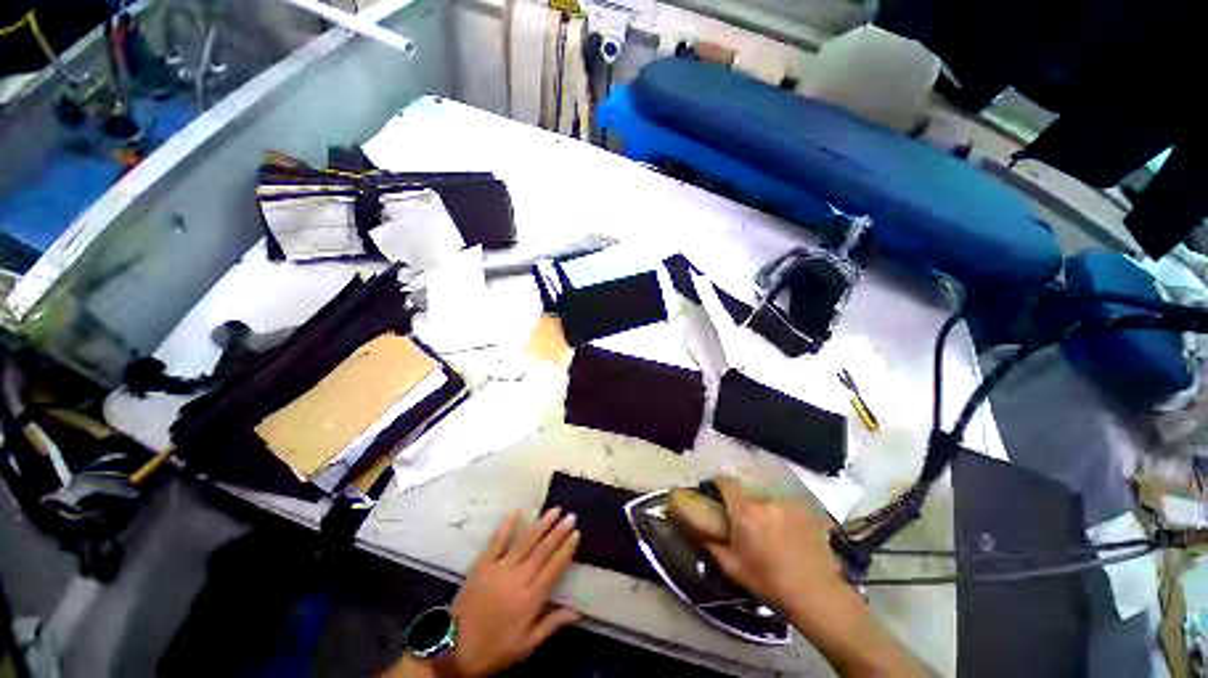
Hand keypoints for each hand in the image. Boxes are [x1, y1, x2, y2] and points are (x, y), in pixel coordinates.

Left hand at [446, 508, 580, 676]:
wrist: (452, 649)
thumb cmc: (493, 650)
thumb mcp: (525, 646)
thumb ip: (551, 625)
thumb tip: (577, 612)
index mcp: (530, 599)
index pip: (554, 568)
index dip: (566, 549)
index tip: (576, 534)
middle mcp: (518, 579)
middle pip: (543, 550)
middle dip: (558, 532)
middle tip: (571, 516)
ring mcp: (499, 569)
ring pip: (525, 541)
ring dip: (541, 524)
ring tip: (554, 510)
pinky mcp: (482, 564)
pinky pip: (496, 540)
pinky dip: (507, 524)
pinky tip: (518, 512)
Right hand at [702, 477, 844, 613]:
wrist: (815, 594)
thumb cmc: (768, 582)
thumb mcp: (733, 568)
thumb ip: (713, 546)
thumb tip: (701, 531)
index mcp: (744, 512)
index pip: (726, 482)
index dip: (719, 483)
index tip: (717, 491)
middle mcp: (765, 502)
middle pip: (748, 494)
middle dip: (744, 506)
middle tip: (747, 525)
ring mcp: (787, 505)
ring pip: (768, 502)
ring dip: (765, 512)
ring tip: (772, 534)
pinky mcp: (805, 512)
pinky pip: (786, 508)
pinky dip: (784, 518)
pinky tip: (790, 537)